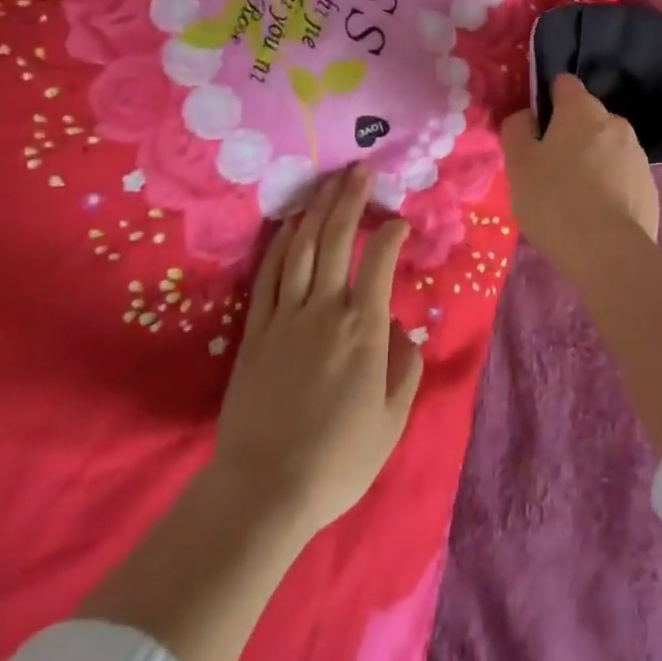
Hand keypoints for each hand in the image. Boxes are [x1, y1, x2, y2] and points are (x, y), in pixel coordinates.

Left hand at [213, 167, 422, 541]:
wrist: (265, 489)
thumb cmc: (338, 459)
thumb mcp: (392, 421)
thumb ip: (405, 368)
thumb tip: (402, 329)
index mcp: (363, 327)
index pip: (379, 259)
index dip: (391, 232)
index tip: (399, 222)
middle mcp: (325, 308)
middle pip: (336, 238)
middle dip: (350, 199)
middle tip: (360, 170)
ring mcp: (285, 314)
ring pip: (302, 247)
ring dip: (317, 210)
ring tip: (328, 183)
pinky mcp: (256, 329)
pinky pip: (269, 275)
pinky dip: (281, 244)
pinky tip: (289, 226)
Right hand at [500, 74, 658, 271]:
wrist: (610, 254)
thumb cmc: (556, 200)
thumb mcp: (518, 163)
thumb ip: (517, 129)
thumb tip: (527, 116)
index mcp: (582, 110)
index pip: (564, 84)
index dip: (547, 100)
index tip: (534, 128)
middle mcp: (615, 122)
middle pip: (586, 117)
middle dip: (569, 134)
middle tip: (547, 169)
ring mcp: (637, 154)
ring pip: (605, 147)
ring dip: (590, 160)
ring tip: (572, 197)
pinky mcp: (649, 187)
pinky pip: (621, 175)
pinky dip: (608, 185)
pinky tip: (594, 214)